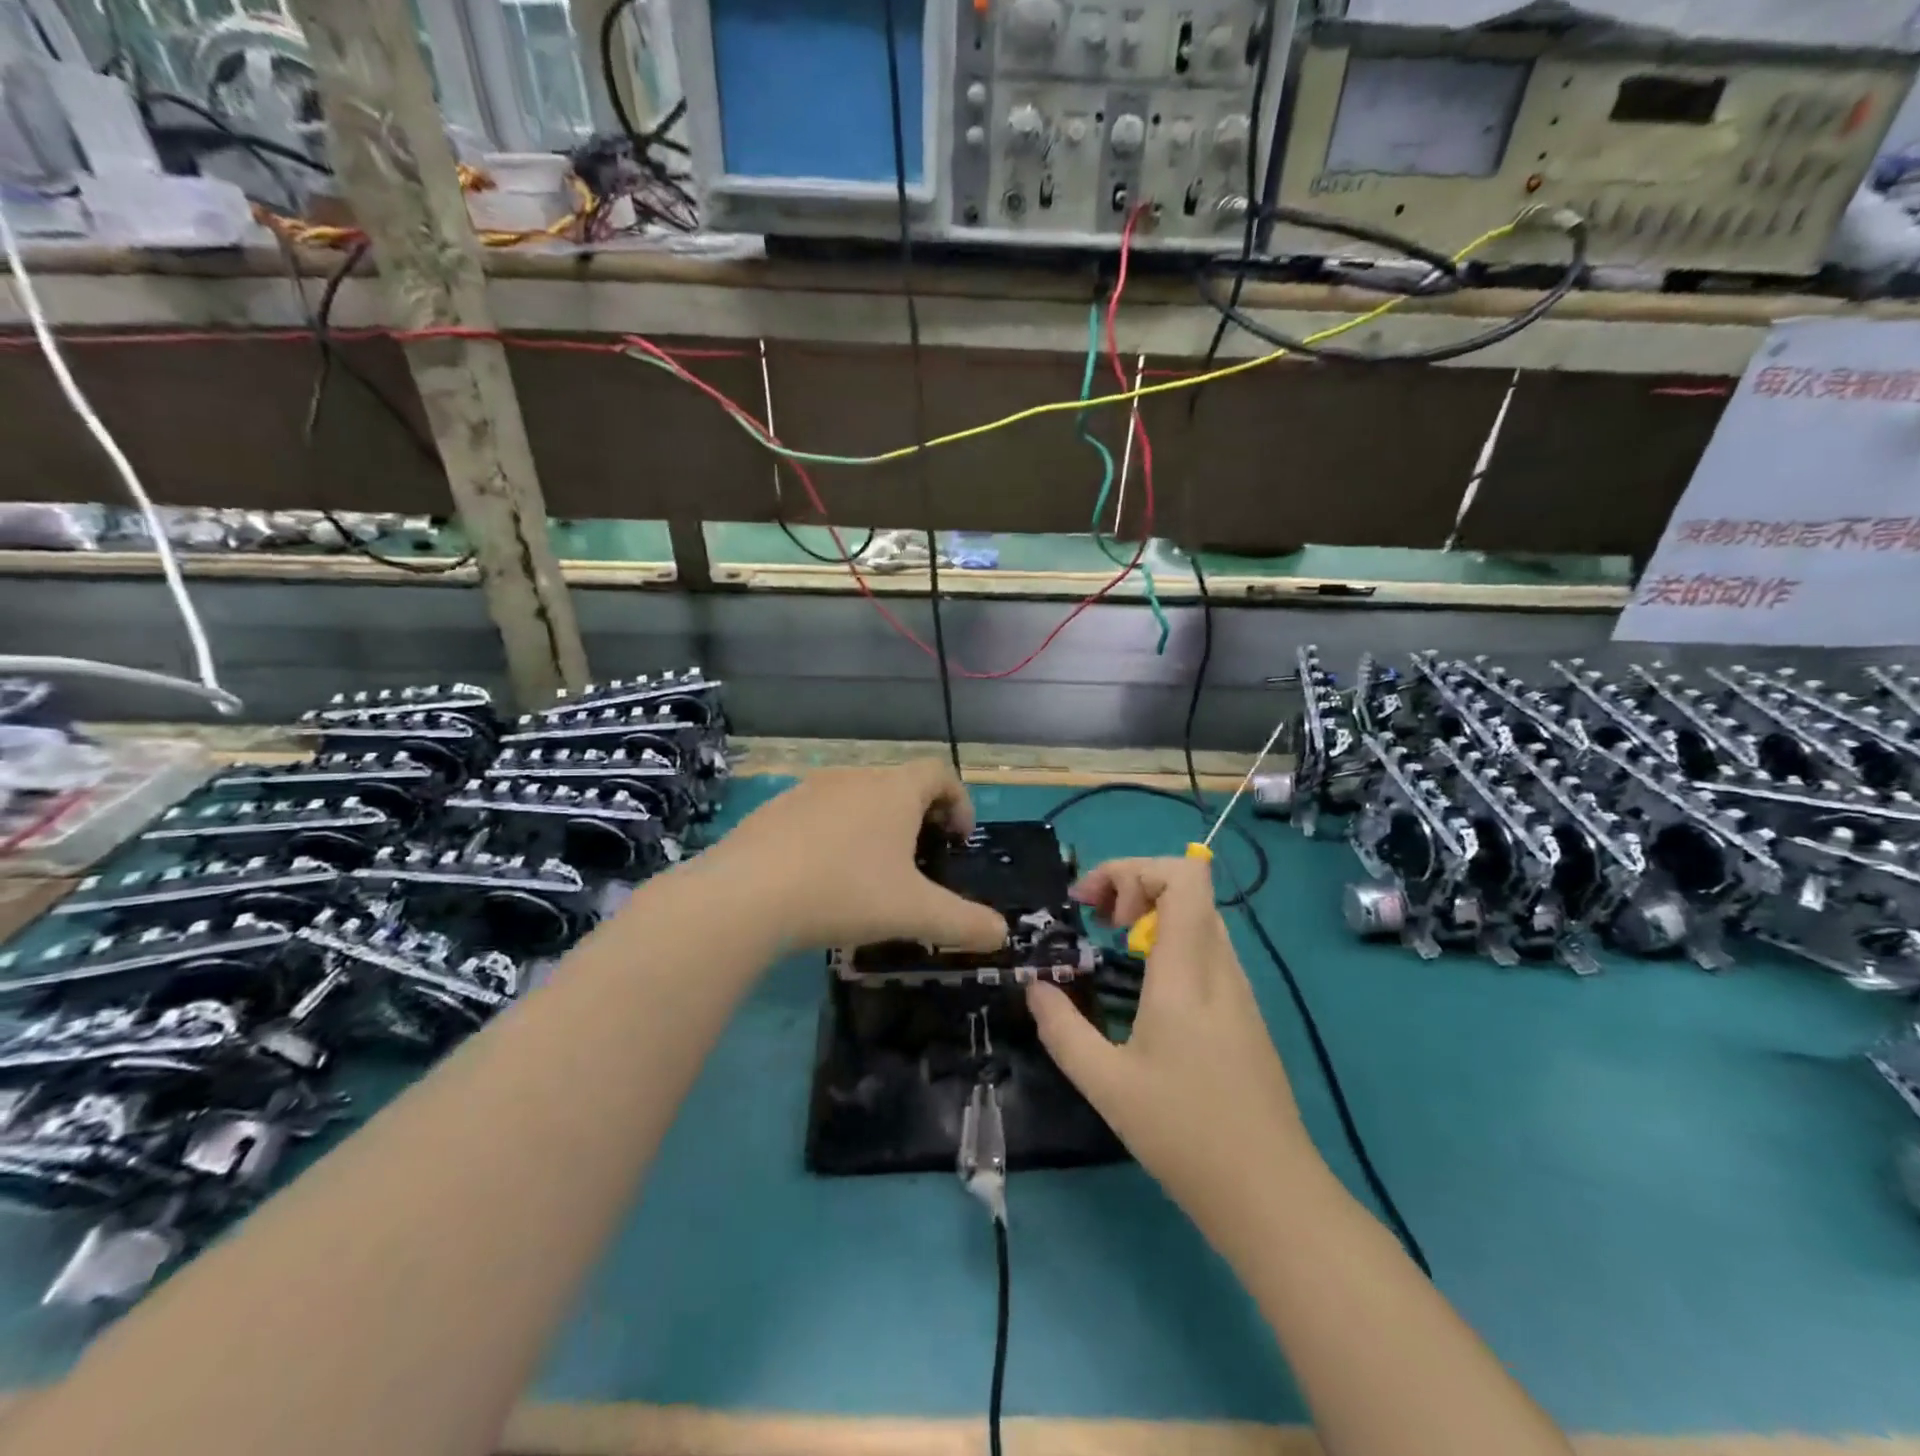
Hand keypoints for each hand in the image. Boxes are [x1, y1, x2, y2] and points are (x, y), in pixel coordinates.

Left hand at [704, 761, 1007, 953]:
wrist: (746, 895)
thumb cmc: (845, 892)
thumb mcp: (914, 913)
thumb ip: (965, 923)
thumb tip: (1003, 935)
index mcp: (894, 790)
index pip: (940, 773)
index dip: (959, 801)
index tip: (958, 840)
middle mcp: (855, 777)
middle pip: (900, 783)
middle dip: (918, 816)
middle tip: (920, 860)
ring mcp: (810, 788)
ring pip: (857, 797)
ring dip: (875, 824)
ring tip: (871, 870)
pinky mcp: (774, 808)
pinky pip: (819, 812)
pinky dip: (834, 833)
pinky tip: (821, 874)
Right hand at [1028, 857, 1311, 1246]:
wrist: (1272, 1195)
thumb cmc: (1185, 1135)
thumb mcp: (1105, 1084)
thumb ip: (1062, 1029)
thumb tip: (1035, 987)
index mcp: (1188, 972)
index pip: (1184, 876)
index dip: (1134, 869)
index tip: (1094, 905)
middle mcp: (1220, 966)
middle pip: (1189, 885)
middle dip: (1133, 884)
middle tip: (1096, 919)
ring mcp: (1239, 988)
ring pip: (1198, 915)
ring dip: (1152, 910)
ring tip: (1112, 942)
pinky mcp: (1245, 1011)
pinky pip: (1206, 946)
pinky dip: (1169, 939)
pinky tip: (1145, 984)